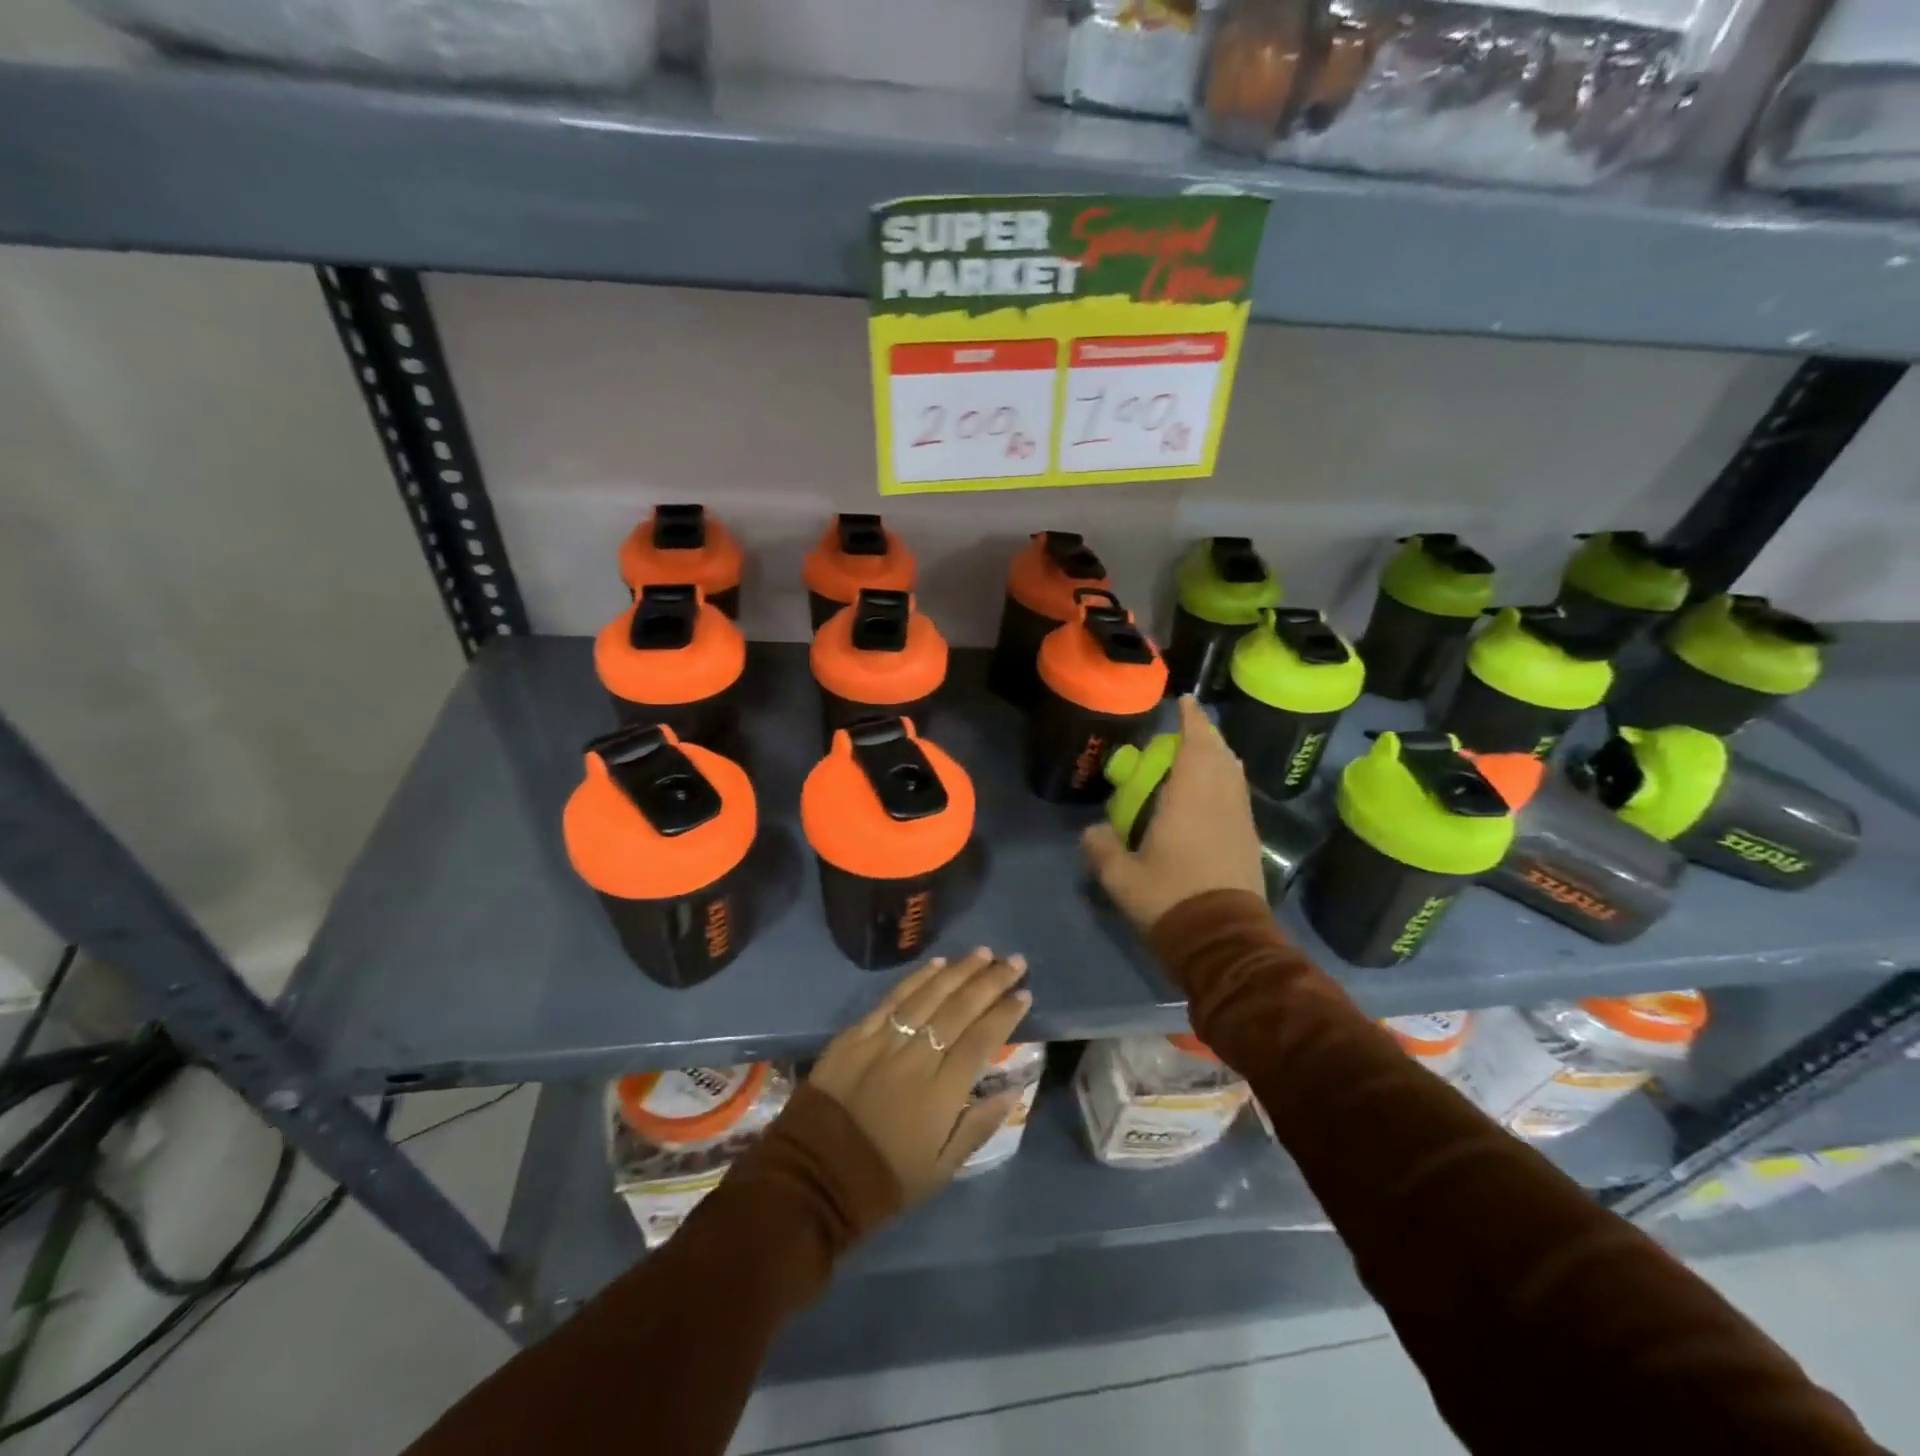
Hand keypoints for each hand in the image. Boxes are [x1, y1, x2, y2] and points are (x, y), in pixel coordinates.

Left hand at [808, 949, 1030, 1205]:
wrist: (815, 1176)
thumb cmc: (886, 1177)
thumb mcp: (942, 1169)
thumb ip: (979, 1125)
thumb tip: (1013, 1089)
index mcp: (941, 1094)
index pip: (982, 1041)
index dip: (1005, 1015)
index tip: (1025, 994)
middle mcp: (917, 1059)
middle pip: (960, 1010)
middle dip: (991, 982)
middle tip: (1015, 961)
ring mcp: (884, 1042)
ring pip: (929, 996)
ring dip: (960, 972)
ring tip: (983, 953)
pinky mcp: (856, 1035)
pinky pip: (892, 999)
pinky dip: (917, 979)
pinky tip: (937, 964)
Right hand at [1081, 696, 1265, 931]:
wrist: (1225, 942)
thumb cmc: (1171, 899)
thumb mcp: (1121, 877)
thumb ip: (1102, 847)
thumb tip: (1093, 831)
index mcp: (1191, 797)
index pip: (1196, 744)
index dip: (1191, 719)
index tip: (1185, 700)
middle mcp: (1221, 799)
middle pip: (1220, 754)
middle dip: (1205, 735)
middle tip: (1184, 728)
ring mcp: (1240, 820)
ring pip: (1233, 774)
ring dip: (1217, 757)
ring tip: (1196, 756)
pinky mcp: (1248, 840)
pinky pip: (1237, 795)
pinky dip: (1224, 781)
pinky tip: (1208, 795)